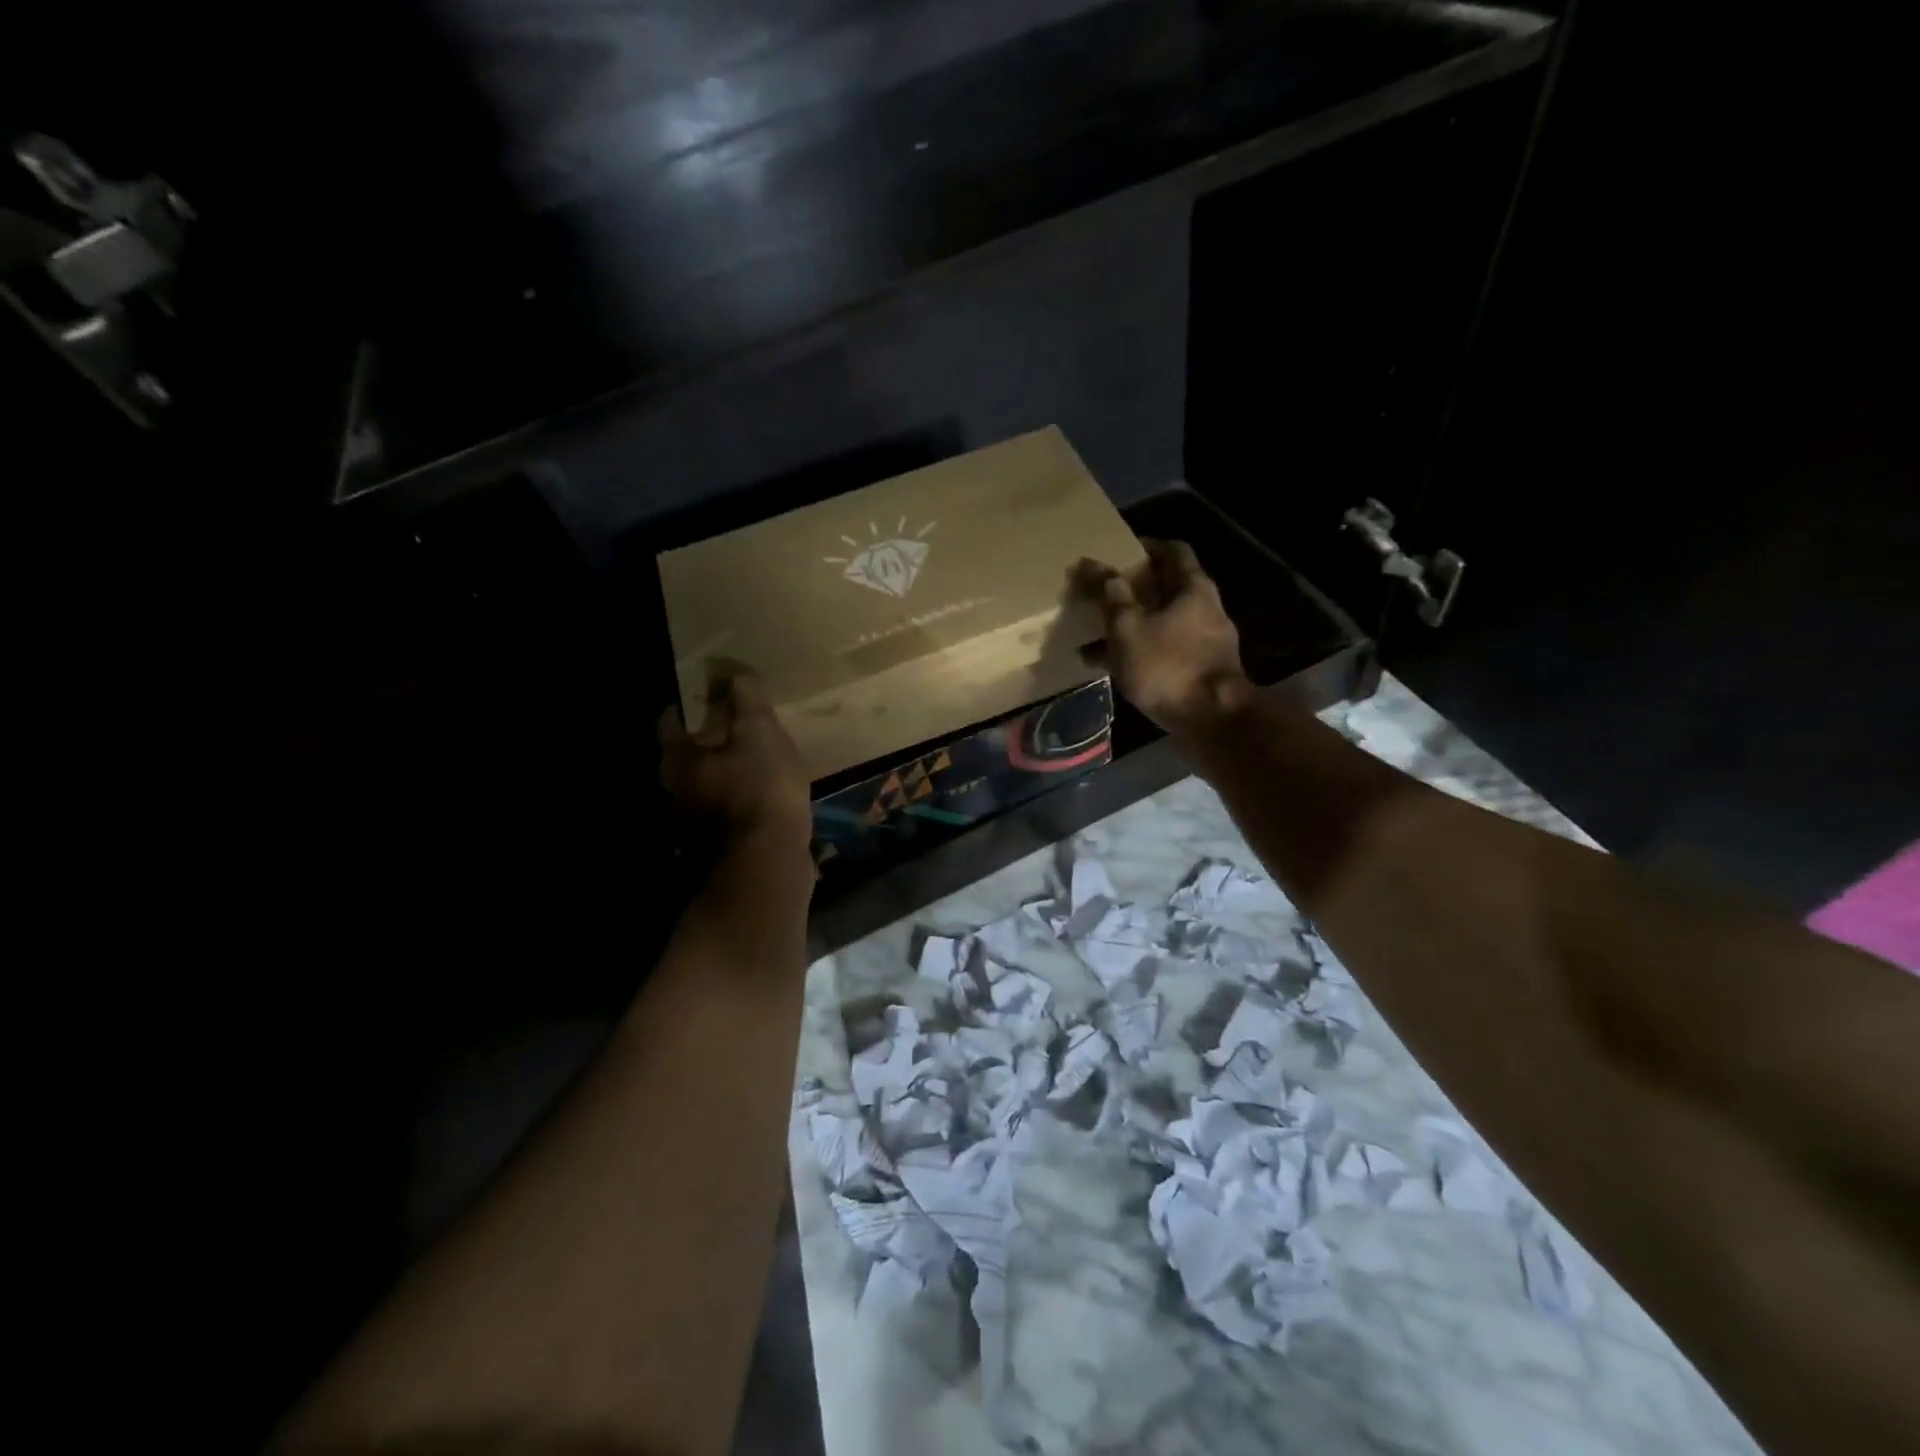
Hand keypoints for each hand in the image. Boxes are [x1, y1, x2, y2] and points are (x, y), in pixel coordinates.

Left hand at [659, 671, 812, 851]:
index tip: (712, 695)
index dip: (689, 704)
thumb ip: (748, 702)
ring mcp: (693, 822)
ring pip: (704, 785)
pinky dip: (738, 799)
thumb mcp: (761, 735)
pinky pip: (724, 810)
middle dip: (708, 740)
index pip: (669, 720)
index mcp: (677, 759)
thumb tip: (738, 676)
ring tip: (755, 760)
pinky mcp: (716, 845)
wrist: (769, 863)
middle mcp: (675, 790)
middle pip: (685, 756)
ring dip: (724, 773)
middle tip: (737, 726)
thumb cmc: (761, 789)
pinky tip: (763, 795)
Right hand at [1074, 540, 1250, 732]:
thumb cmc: (1168, 665)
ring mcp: (1207, 642)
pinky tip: (1111, 667)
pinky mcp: (1201, 670)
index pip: (1173, 551)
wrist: (1211, 720)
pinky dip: (1141, 652)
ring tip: (1098, 634)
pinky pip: (1165, 651)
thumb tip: (1095, 566)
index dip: (1147, 547)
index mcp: (1193, 588)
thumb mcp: (1128, 628)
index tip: (1121, 551)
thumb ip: (1111, 596)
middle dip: (1135, 590)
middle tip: (1105, 593)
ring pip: (1164, 623)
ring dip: (1133, 625)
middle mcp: (1206, 609)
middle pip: (1168, 588)